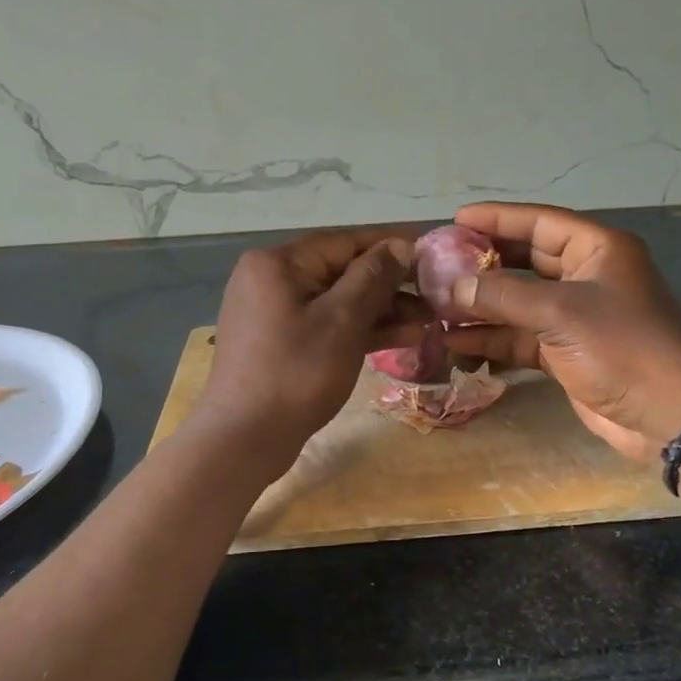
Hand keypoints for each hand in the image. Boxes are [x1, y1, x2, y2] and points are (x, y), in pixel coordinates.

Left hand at [188, 227, 428, 473]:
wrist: (244, 439)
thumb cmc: (296, 372)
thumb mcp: (342, 320)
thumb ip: (373, 277)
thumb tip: (400, 245)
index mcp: (278, 263)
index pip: (346, 241)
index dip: (392, 245)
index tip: (433, 252)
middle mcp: (271, 279)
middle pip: (342, 271)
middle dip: (391, 285)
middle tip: (436, 296)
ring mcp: (275, 314)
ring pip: (338, 302)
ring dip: (382, 311)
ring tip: (429, 321)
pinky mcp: (282, 344)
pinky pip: (327, 325)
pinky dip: (360, 330)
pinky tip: (402, 337)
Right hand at [441, 203, 680, 461]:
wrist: (666, 414)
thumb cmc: (621, 347)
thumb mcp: (560, 313)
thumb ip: (503, 296)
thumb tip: (452, 288)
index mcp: (597, 250)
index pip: (540, 222)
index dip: (498, 218)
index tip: (456, 219)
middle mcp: (586, 277)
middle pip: (526, 261)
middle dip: (484, 264)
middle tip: (439, 263)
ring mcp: (575, 318)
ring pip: (519, 303)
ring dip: (481, 306)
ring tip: (436, 304)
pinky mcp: (566, 353)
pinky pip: (521, 337)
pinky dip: (492, 338)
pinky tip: (454, 340)